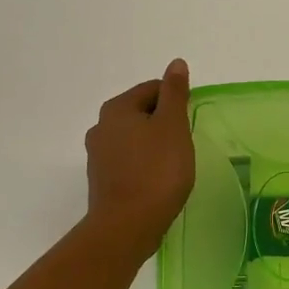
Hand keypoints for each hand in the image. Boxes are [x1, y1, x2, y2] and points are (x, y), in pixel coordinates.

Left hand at [84, 60, 195, 257]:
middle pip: (141, 113)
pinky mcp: (102, 179)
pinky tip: (159, 180)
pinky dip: (145, 164)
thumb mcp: (173, 126)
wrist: (127, 225)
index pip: (153, 89)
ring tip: (174, 164)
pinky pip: (128, 161)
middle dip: (164, 124)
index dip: (176, 102)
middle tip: (185, 144)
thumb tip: (176, 63)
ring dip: (154, 145)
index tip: (189, 123)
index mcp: (117, 108)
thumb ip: (175, 93)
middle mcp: (101, 126)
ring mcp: (98, 155)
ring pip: (134, 138)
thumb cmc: (157, 171)